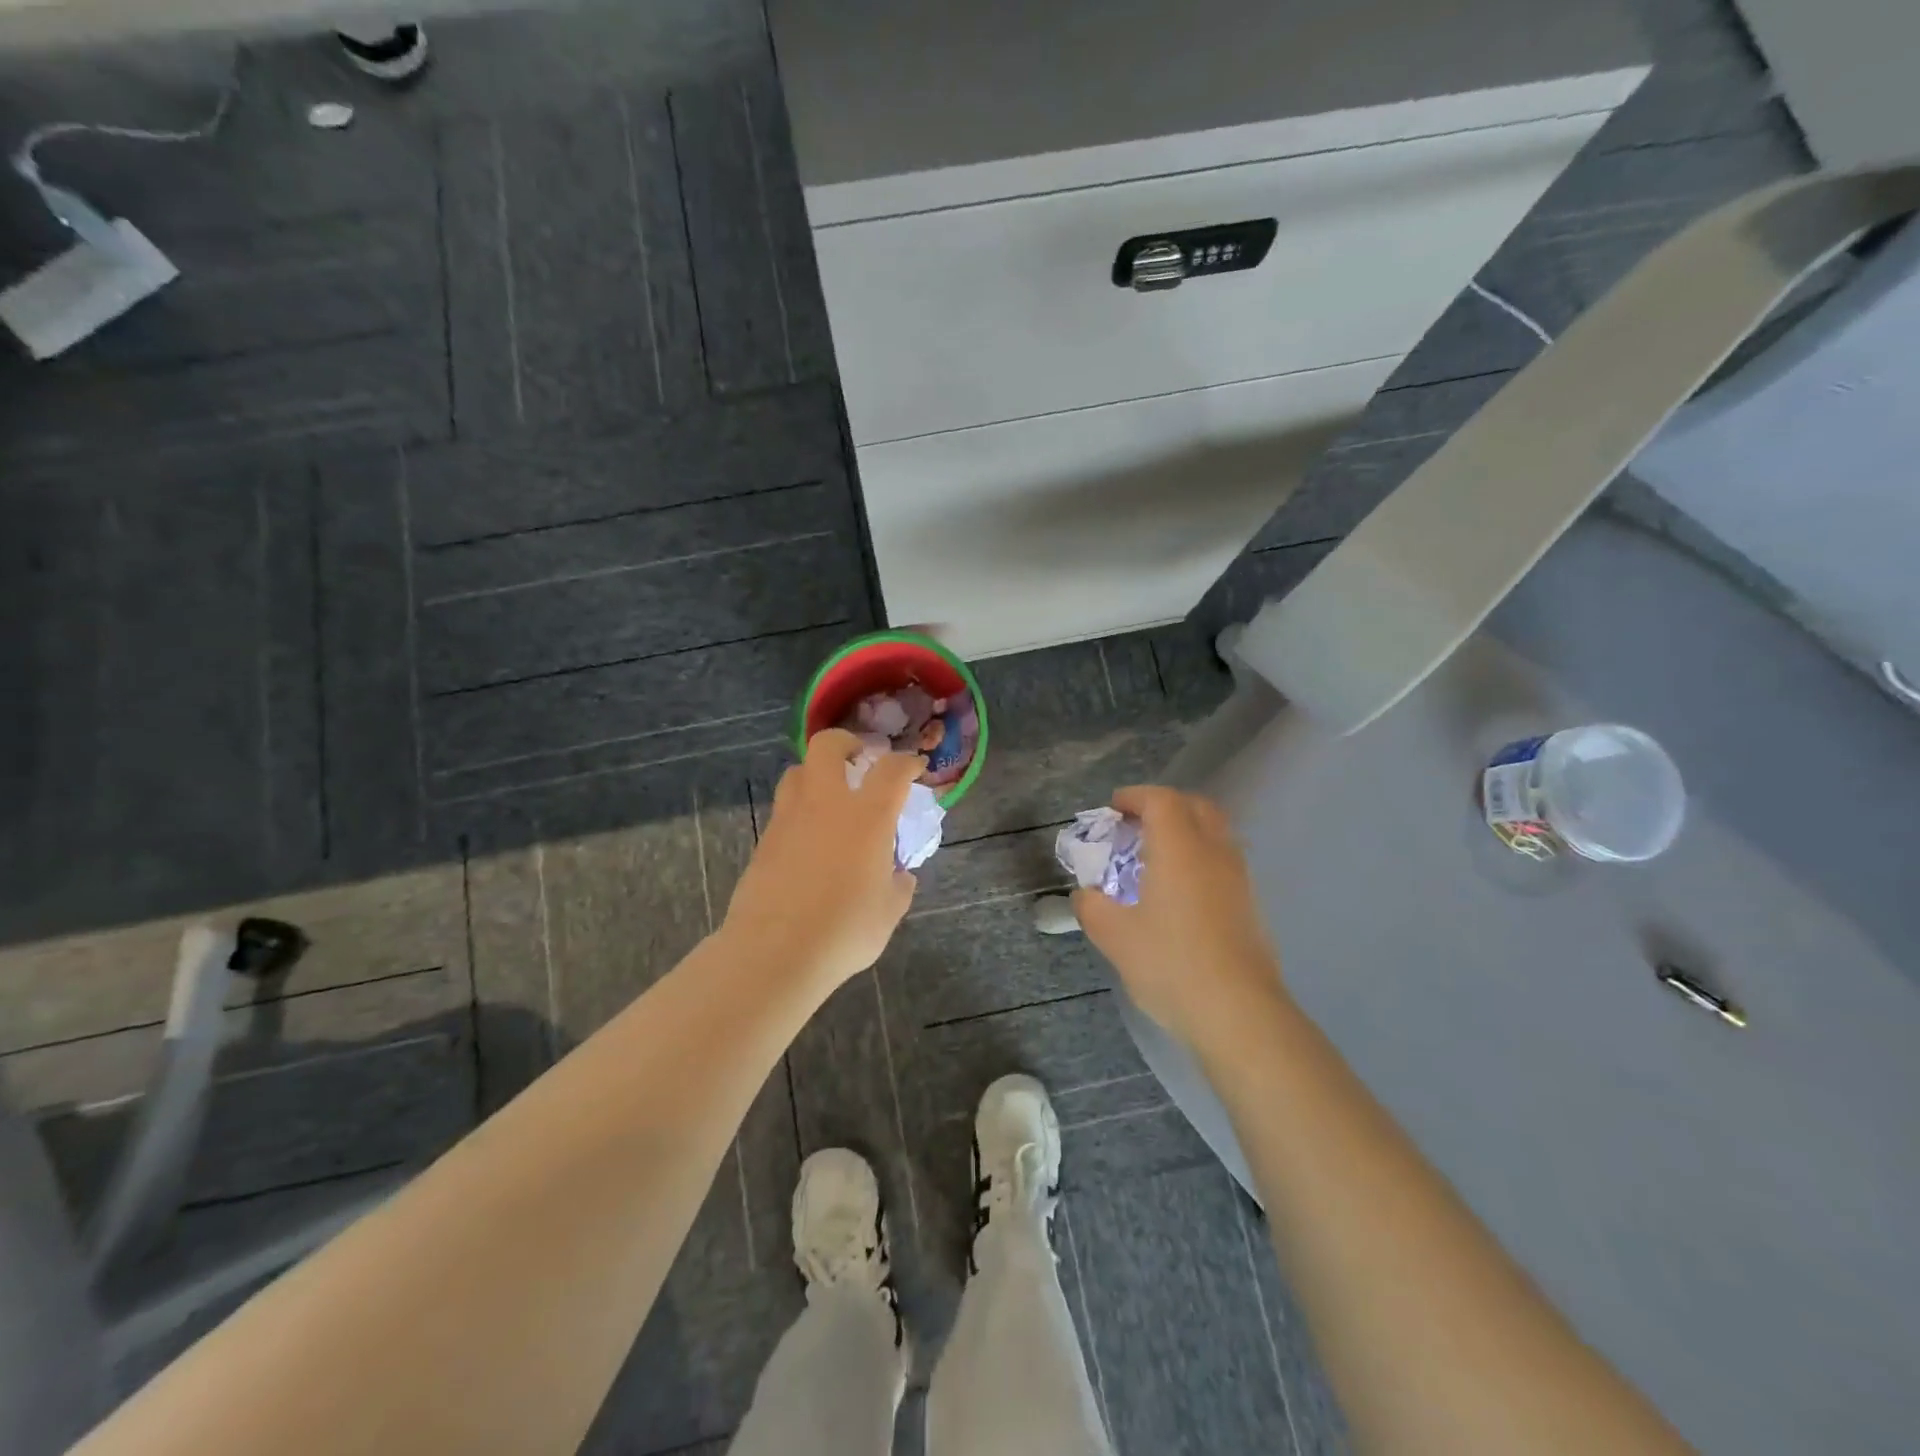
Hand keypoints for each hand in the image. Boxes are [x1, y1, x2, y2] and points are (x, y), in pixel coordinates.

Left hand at [721, 729, 922, 992]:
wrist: (774, 952)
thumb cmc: (843, 931)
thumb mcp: (888, 913)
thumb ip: (899, 887)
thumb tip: (899, 876)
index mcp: (867, 816)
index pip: (891, 769)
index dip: (906, 763)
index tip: (914, 768)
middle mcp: (826, 804)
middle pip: (828, 746)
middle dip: (846, 743)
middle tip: (860, 760)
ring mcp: (789, 819)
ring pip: (797, 772)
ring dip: (816, 773)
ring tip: (830, 796)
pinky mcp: (764, 840)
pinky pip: (783, 809)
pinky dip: (800, 810)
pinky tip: (809, 838)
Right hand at [1073, 785, 1286, 1045]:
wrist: (1239, 1013)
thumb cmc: (1170, 964)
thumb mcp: (1114, 936)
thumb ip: (1092, 907)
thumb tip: (1086, 895)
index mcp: (1180, 849)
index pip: (1162, 800)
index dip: (1136, 797)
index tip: (1114, 809)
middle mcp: (1214, 852)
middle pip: (1196, 806)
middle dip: (1165, 806)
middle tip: (1137, 826)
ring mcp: (1239, 878)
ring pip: (1216, 833)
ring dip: (1187, 831)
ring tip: (1158, 857)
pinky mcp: (1252, 905)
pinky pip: (1224, 861)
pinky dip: (1201, 857)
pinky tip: (1182, 891)